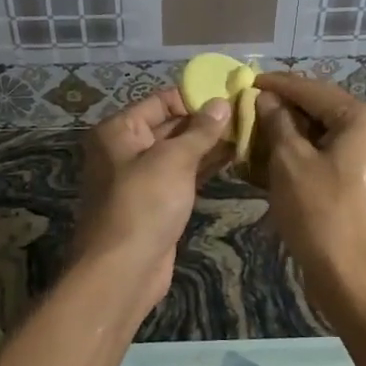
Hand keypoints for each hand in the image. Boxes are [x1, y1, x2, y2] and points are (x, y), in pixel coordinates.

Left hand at [72, 87, 233, 306]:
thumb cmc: (144, 204)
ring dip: (208, 144)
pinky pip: (181, 175)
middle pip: (169, 125)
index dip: (194, 97)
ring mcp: (139, 177)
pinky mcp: (155, 202)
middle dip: (205, 121)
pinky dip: (203, 167)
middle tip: (246, 114)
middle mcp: (124, 149)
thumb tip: (221, 103)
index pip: (160, 101)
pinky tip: (233, 159)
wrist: (124, 270)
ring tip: (247, 133)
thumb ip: (200, 131)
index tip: (230, 95)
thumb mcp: (173, 160)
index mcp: (118, 130)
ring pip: (178, 152)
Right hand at [251, 73, 365, 301]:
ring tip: (257, 132)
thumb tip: (266, 99)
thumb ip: (277, 122)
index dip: (277, 85)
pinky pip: (334, 156)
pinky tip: (277, 158)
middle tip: (249, 107)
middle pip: (323, 110)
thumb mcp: (290, 162)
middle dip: (285, 110)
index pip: (313, 90)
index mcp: (365, 119)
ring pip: (327, 134)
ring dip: (293, 133)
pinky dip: (307, 154)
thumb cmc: (321, 214)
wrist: (355, 280)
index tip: (247, 81)